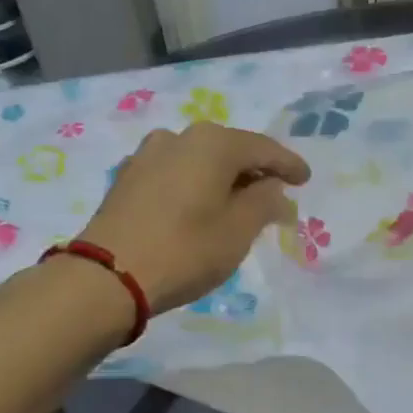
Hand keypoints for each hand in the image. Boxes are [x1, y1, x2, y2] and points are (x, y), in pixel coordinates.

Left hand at [77, 123, 309, 312]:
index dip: (288, 165)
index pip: (262, 148)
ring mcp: (147, 155)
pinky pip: (175, 174)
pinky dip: (195, 186)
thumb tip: (273, 188)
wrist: (107, 275)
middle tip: (274, 194)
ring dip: (221, 179)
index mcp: (212, 143)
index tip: (305, 179)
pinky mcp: (127, 178)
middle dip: (254, 172)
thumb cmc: (184, 251)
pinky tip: (199, 206)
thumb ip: (264, 202)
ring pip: (199, 161)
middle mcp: (179, 137)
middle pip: (229, 150)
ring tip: (236, 203)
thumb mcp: (238, 231)